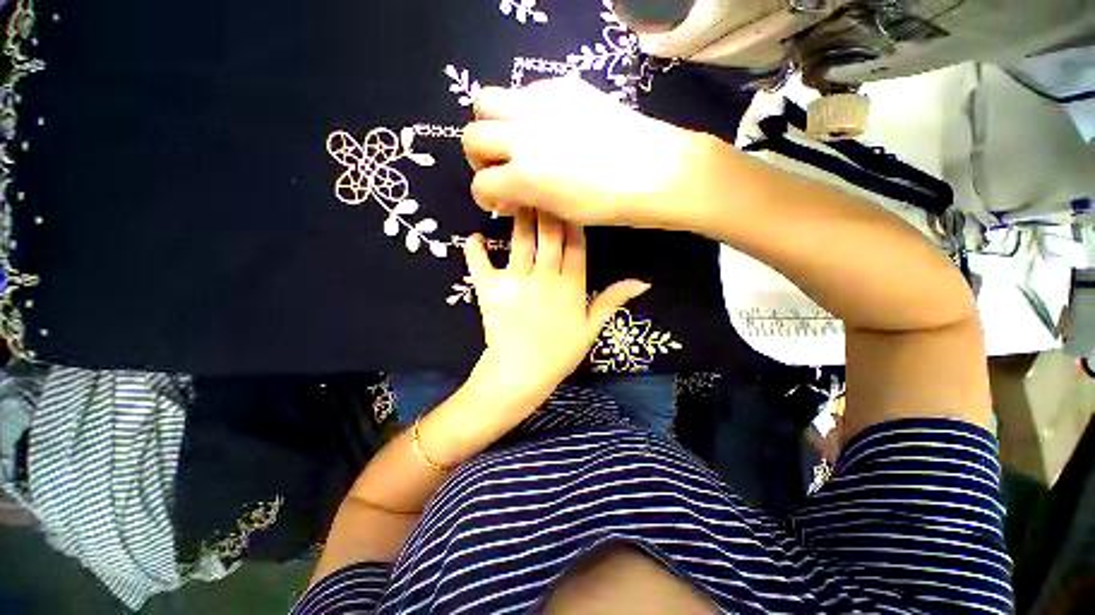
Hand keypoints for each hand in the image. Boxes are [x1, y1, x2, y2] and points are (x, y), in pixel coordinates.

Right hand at [461, 76, 709, 229]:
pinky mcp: (561, 86)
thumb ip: (526, 198)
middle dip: (480, 157)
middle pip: (472, 136)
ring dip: (492, 124)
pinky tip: (547, 127)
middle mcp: (522, 135)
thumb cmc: (606, 204)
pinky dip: (523, 112)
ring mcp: (540, 104)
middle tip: (500, 167)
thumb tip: (510, 193)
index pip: (481, 184)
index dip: (486, 198)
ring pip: (487, 101)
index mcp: (523, 176)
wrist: (651, 171)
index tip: (503, 203)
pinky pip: (525, 92)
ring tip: (513, 140)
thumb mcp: (558, 211)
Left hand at [464, 209, 649, 405]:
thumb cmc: (559, 354)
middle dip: (547, 207)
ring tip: (518, 195)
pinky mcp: (490, 290)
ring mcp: (516, 282)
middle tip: (543, 183)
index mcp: (571, 286)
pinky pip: (480, 264)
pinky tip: (475, 237)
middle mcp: (545, 277)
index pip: (576, 244)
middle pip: (549, 235)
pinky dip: (475, 249)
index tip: (570, 197)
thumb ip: (612, 301)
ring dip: (520, 216)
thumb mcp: (591, 329)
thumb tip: (643, 281)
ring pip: (520, 241)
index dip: (573, 220)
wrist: (520, 375)